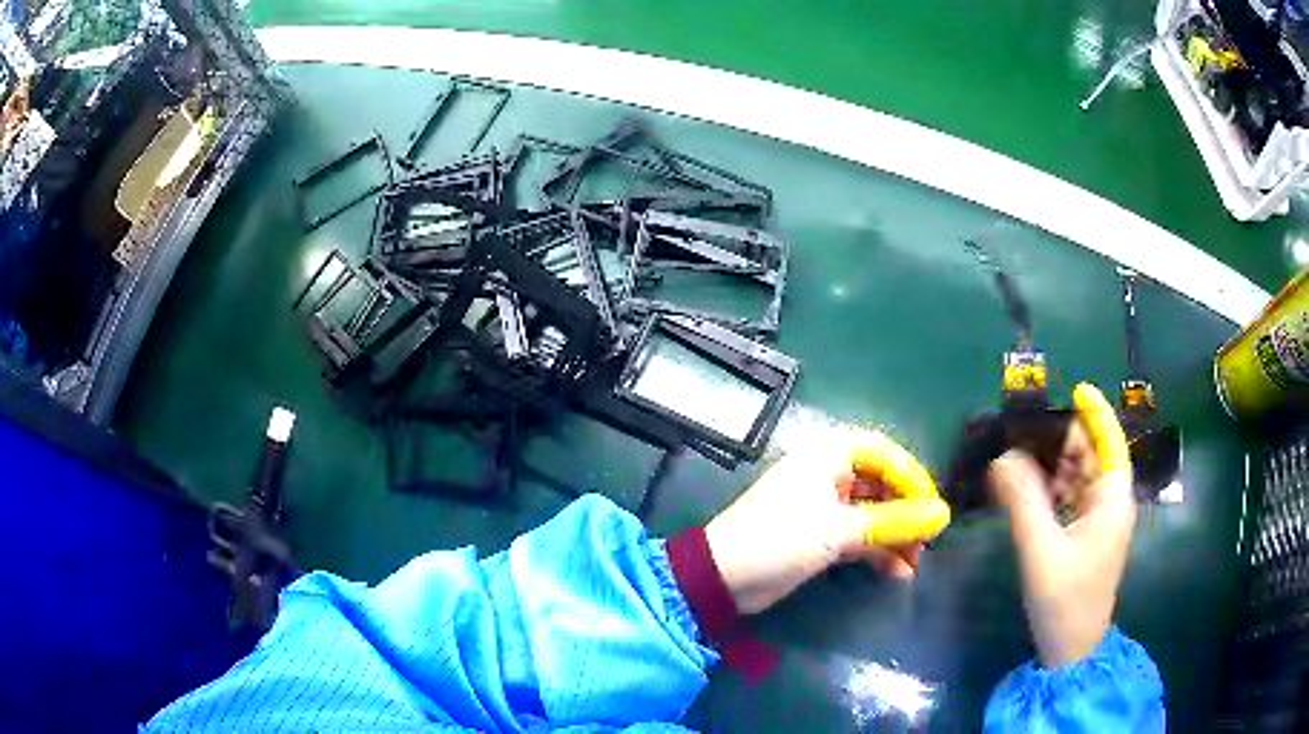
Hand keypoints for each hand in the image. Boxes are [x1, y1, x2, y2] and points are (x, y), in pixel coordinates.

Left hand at [705, 432, 950, 613]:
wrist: (723, 578)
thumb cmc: (780, 539)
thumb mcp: (840, 530)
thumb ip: (894, 522)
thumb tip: (942, 516)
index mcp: (827, 455)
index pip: (883, 452)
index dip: (912, 477)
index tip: (932, 508)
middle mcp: (827, 474)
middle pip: (880, 484)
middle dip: (906, 512)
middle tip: (927, 540)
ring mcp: (822, 507)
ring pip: (871, 513)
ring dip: (895, 535)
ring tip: (915, 563)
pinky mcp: (818, 535)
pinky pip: (858, 535)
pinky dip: (877, 550)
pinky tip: (897, 572)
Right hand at [989, 383, 1134, 668]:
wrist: (1072, 651)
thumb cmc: (1064, 601)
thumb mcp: (1041, 551)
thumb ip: (1023, 501)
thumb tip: (1002, 458)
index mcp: (1113, 500)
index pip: (1111, 441)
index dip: (1096, 413)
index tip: (1076, 389)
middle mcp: (1111, 504)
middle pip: (1092, 457)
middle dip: (1063, 442)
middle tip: (1023, 433)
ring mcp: (1100, 522)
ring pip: (1080, 479)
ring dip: (1053, 468)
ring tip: (1018, 460)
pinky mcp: (1087, 537)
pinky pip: (1071, 500)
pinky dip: (1052, 491)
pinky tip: (1026, 494)